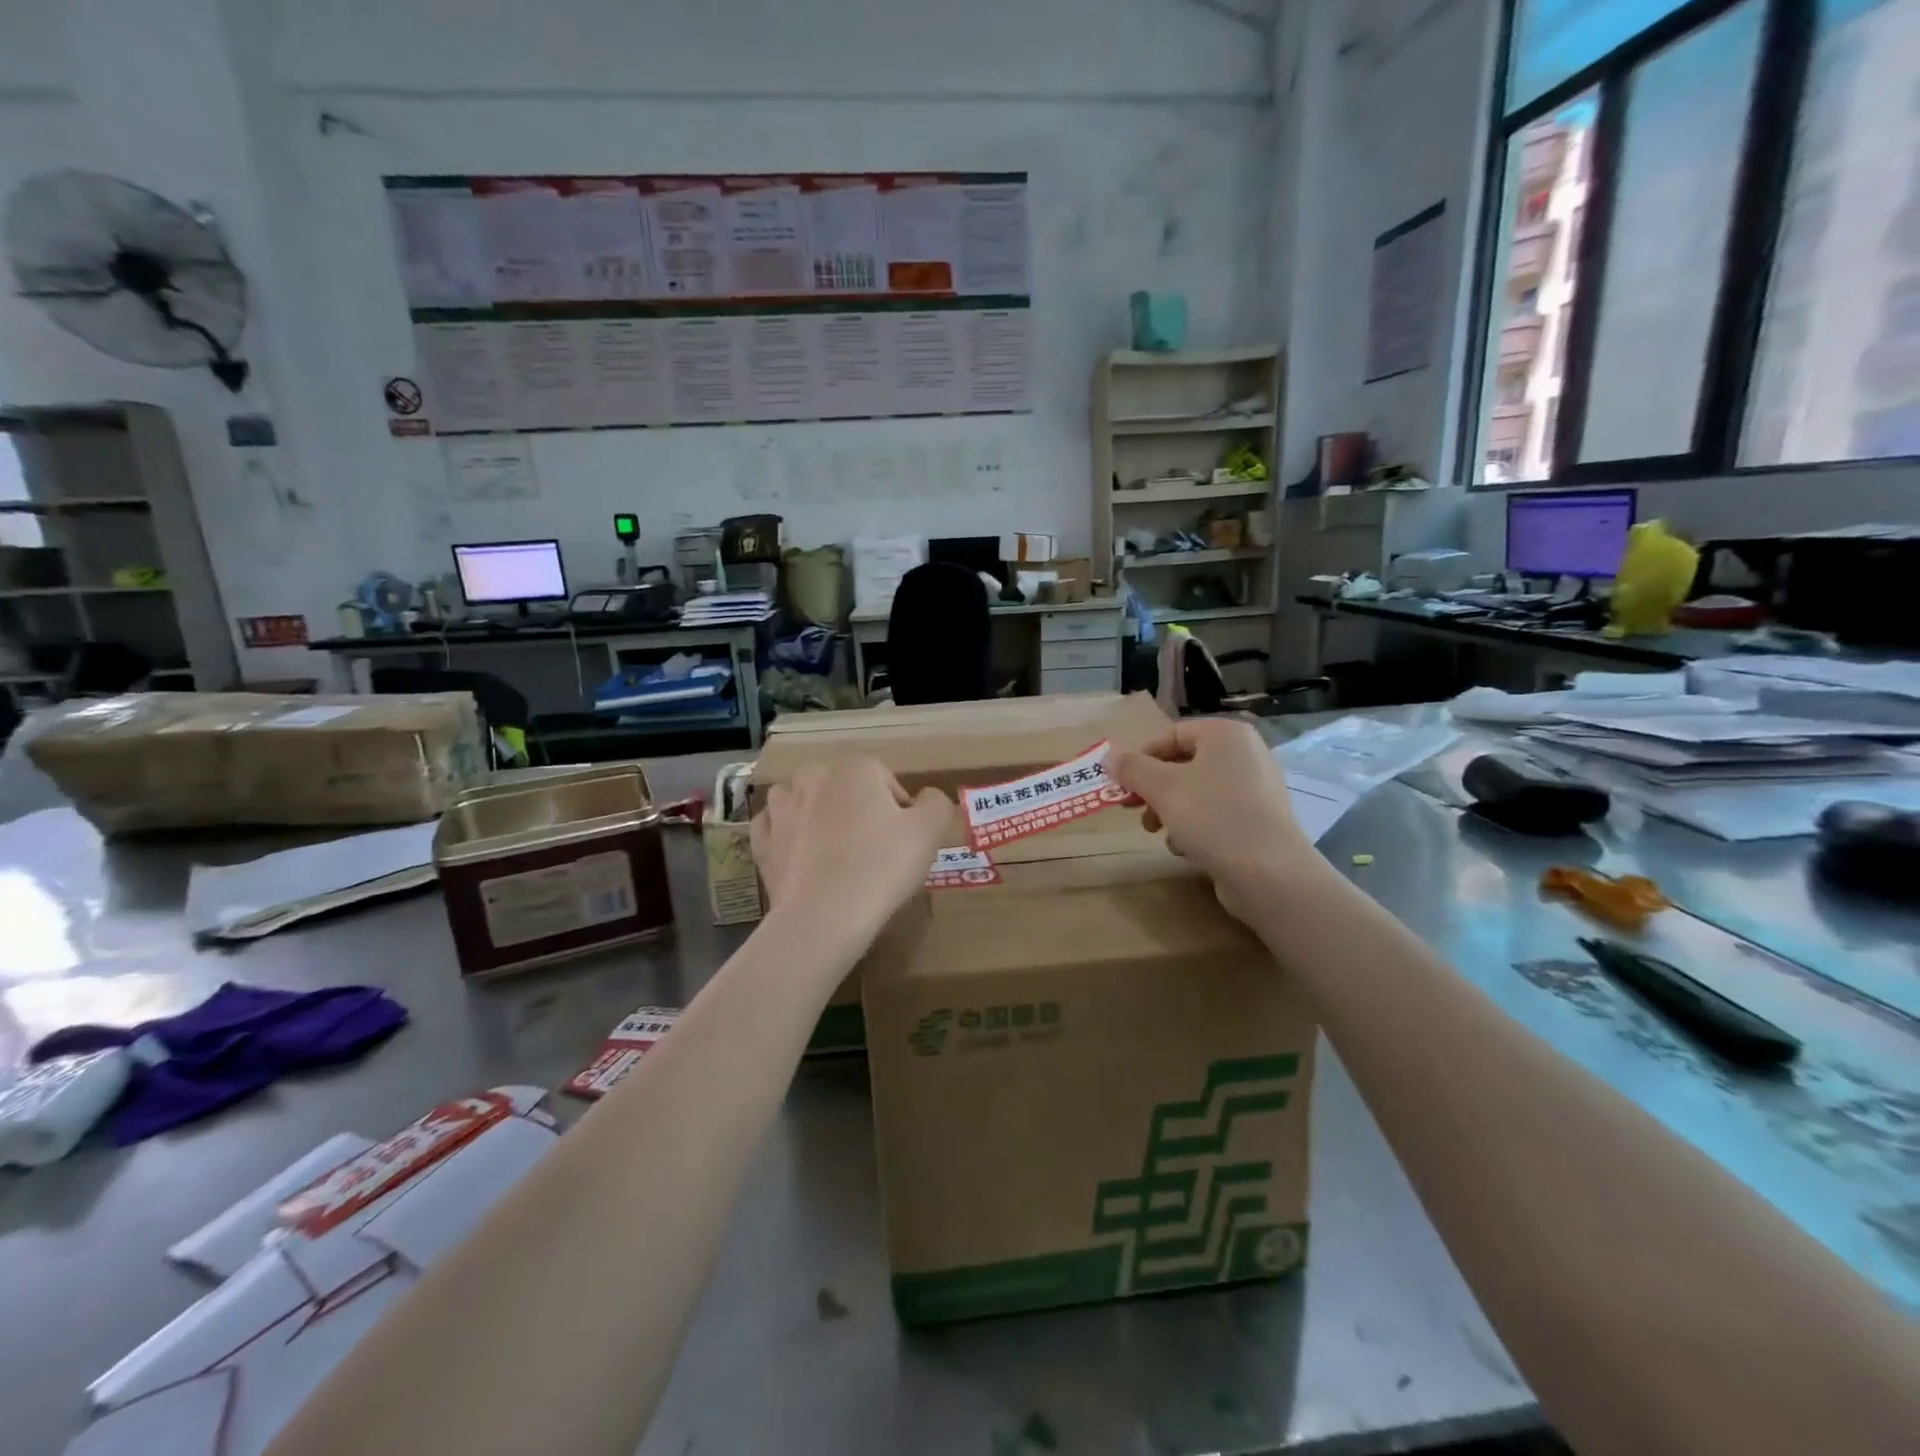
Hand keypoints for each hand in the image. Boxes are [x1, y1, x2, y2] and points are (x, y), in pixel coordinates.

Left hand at [751, 756, 950, 945]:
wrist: (823, 917)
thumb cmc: (882, 866)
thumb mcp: (930, 831)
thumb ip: (936, 803)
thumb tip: (926, 798)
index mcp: (855, 766)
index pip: (887, 783)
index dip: (900, 813)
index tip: (904, 844)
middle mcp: (812, 776)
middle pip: (846, 789)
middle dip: (859, 811)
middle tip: (875, 852)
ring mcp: (781, 808)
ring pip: (806, 801)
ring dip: (819, 817)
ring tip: (837, 854)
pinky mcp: (761, 841)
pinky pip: (777, 828)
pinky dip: (789, 836)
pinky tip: (803, 858)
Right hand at [1110, 719, 1319, 924]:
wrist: (1269, 873)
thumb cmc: (1213, 817)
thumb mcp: (1162, 788)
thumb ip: (1132, 768)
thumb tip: (1109, 756)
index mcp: (1226, 735)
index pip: (1172, 734)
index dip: (1141, 758)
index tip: (1122, 785)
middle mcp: (1246, 754)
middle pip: (1184, 764)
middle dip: (1153, 788)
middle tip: (1132, 809)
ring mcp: (1257, 788)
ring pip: (1197, 791)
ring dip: (1170, 810)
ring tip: (1158, 832)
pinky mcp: (1259, 821)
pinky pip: (1217, 814)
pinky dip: (1196, 826)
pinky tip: (1186, 848)